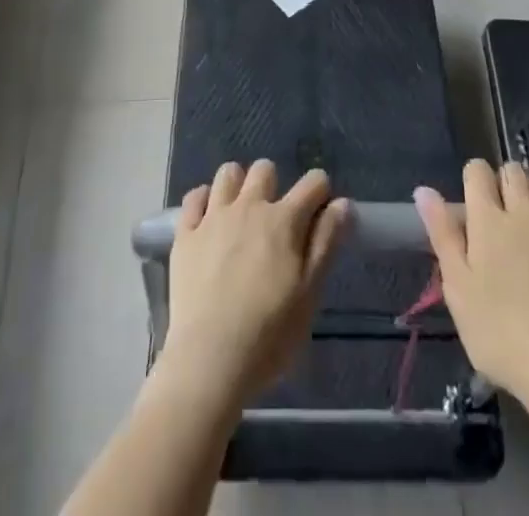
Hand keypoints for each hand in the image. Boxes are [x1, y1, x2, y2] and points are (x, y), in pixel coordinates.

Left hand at [158, 160, 351, 406]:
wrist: (210, 359)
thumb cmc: (269, 334)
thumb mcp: (310, 294)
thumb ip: (327, 244)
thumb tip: (342, 203)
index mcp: (284, 221)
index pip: (313, 183)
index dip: (320, 192)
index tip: (319, 212)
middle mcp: (249, 206)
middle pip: (265, 169)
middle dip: (274, 185)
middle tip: (274, 219)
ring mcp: (214, 217)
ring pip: (228, 173)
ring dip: (237, 185)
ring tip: (239, 214)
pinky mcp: (185, 234)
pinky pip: (194, 197)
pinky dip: (203, 201)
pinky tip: (208, 220)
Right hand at [416, 160, 528, 409]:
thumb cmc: (499, 333)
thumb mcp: (457, 288)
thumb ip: (442, 235)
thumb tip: (424, 190)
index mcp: (487, 220)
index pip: (478, 171)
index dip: (473, 178)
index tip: (472, 201)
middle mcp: (523, 212)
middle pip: (513, 170)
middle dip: (504, 179)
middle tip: (501, 210)